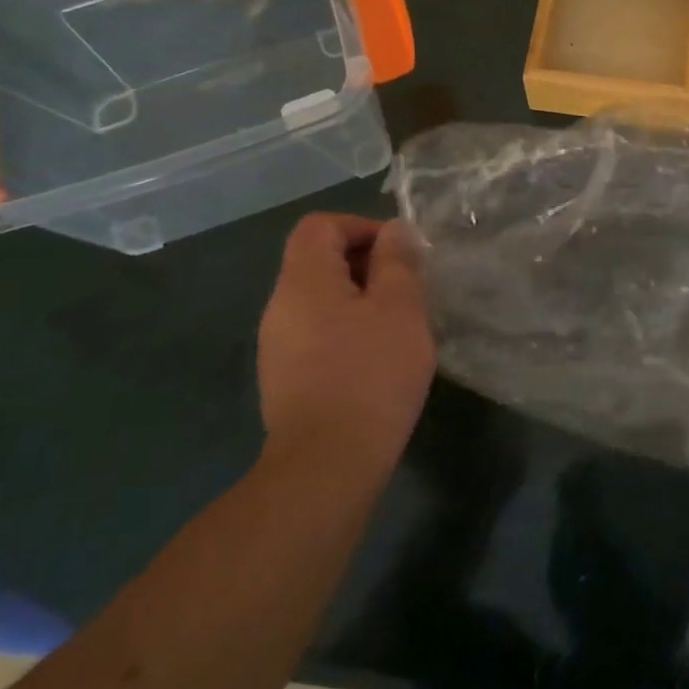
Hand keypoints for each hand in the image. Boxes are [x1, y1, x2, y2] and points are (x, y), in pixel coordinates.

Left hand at [256, 213, 435, 478]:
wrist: (328, 463)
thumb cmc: (371, 373)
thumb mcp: (400, 307)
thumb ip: (398, 262)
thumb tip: (394, 231)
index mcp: (303, 282)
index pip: (319, 226)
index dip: (361, 226)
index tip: (401, 253)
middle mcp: (280, 307)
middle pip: (318, 261)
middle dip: (368, 264)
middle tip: (410, 289)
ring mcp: (278, 346)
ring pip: (322, 300)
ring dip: (362, 300)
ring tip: (401, 325)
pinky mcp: (286, 378)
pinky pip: (319, 333)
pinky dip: (350, 330)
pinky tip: (379, 358)